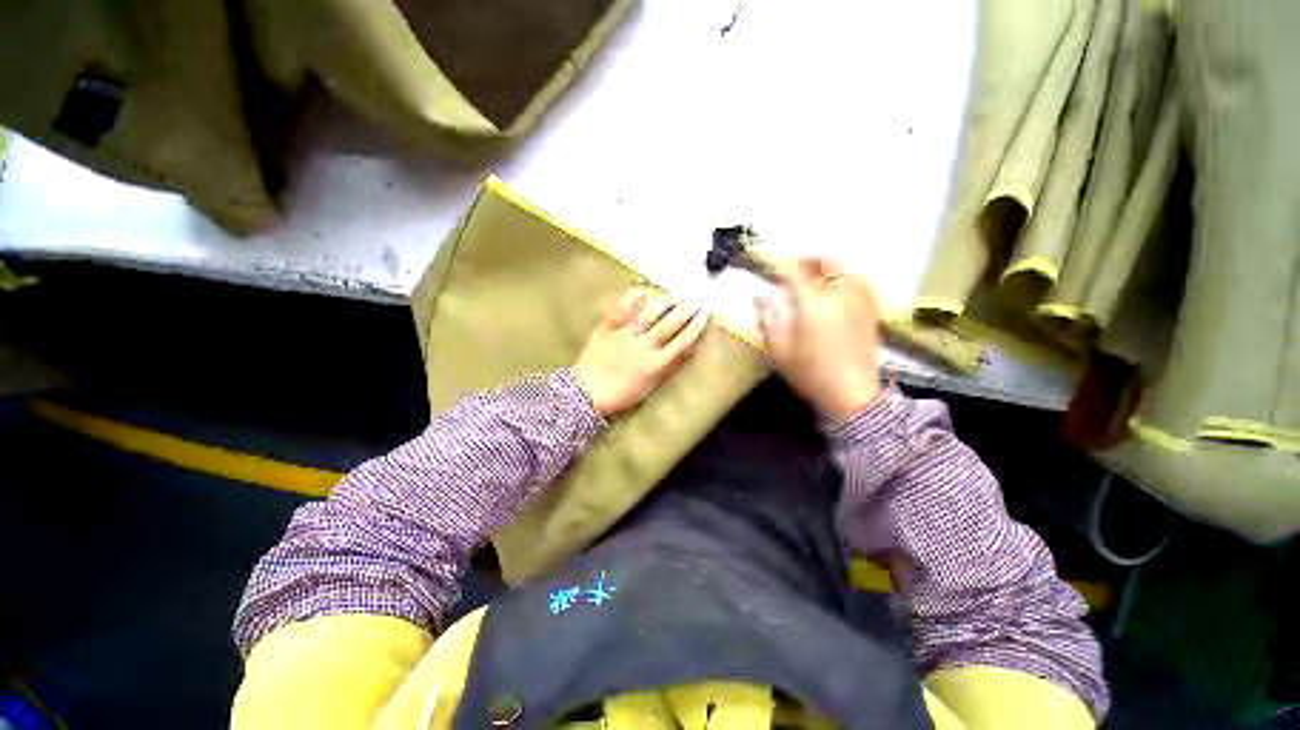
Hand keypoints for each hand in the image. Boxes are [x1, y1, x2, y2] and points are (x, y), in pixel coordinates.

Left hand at [573, 288, 709, 417]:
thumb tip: (691, 349)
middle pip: (669, 324)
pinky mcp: (606, 329)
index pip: (681, 342)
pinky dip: (632, 298)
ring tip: (677, 295)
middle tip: (695, 300)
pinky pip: (621, 310)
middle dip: (685, 310)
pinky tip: (644, 290)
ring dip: (665, 302)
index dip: (695, 327)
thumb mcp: (651, 386)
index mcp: (654, 365)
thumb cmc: (622, 395)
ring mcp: (623, 335)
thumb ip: (671, 367)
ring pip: (648, 314)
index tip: (705, 315)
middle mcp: (642, 347)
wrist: (586, 394)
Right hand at [755, 257, 883, 422]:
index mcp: (812, 302)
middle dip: (808, 260)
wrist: (851, 394)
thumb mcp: (778, 350)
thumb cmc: (809, 372)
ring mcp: (859, 300)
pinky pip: (859, 282)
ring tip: (815, 277)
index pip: (795, 270)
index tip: (772, 268)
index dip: (781, 266)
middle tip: (795, 269)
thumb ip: (768, 318)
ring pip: (846, 268)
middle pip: (826, 261)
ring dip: (828, 267)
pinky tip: (836, 291)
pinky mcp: (871, 310)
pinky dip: (845, 278)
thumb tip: (762, 296)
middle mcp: (839, 293)